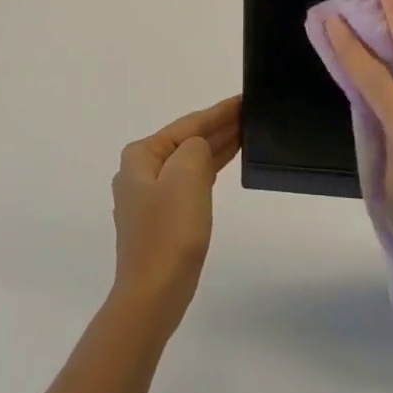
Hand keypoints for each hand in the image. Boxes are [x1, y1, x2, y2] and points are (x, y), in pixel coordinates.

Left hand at [110, 95, 241, 335]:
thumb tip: (200, 148)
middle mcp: (140, 172)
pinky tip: (224, 163)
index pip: (189, 125)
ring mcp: (148, 197)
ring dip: (216, 147)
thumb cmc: (169, 232)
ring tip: (247, 133)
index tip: (244, 98)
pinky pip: (189, 182)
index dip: (219, 111)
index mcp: (141, 156)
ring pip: (189, 161)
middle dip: (219, 127)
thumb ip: (197, 148)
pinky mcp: (161, 219)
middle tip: (252, 114)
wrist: (153, 294)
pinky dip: (209, 169)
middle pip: (187, 140)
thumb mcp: (187, 176)